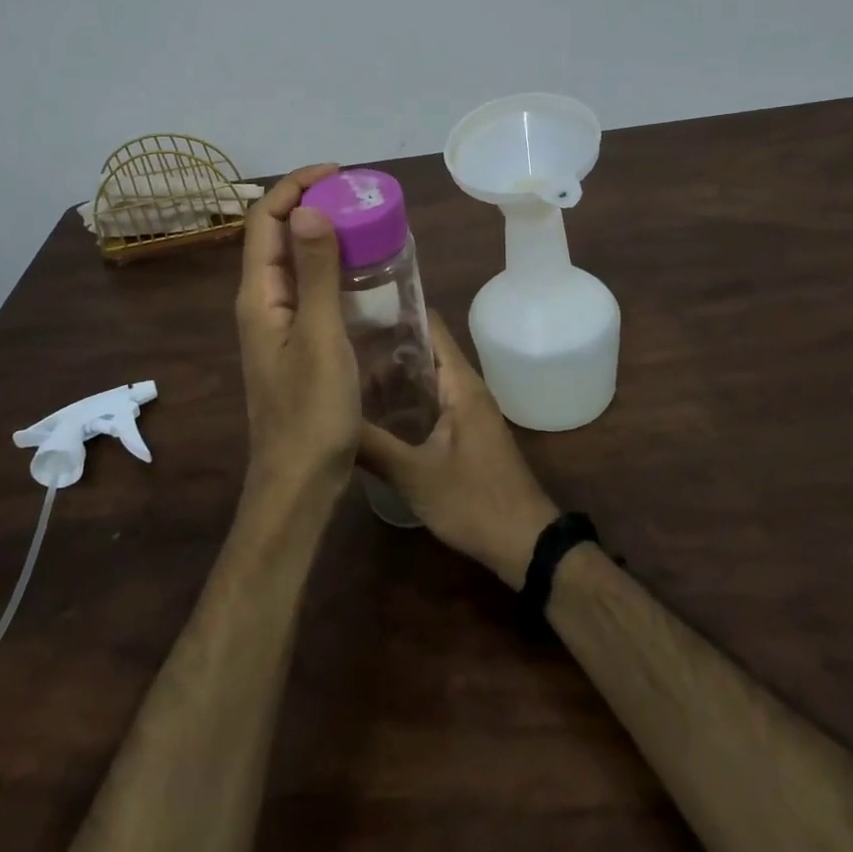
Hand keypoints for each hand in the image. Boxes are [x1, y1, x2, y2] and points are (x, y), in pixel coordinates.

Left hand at [235, 164, 361, 504]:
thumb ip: (316, 273)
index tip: (337, 175)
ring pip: (293, 262)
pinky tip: (361, 271)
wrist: (299, 482)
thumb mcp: (320, 337)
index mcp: (258, 295)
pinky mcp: (295, 342)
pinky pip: (308, 288)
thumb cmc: (311, 412)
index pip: (264, 219)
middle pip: (275, 235)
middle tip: (356, 196)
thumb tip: (309, 209)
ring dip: (320, 234)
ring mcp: (277, 324)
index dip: (295, 187)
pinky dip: (330, 266)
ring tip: (362, 221)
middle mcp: (261, 302)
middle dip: (309, 204)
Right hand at [358, 311, 559, 588]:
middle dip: (384, 344)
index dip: (395, 311)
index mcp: (460, 383)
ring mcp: (466, 410)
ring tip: (344, 372)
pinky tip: (372, 412)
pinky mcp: (463, 431)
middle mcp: (464, 387)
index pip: (429, 325)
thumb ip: (372, 445)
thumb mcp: (415, 475)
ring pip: (424, 378)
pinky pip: (429, 401)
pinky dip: (403, 399)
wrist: (526, 544)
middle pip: (423, 349)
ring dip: (391, 375)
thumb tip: (327, 417)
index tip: (355, 307)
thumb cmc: (474, 501)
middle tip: (338, 343)